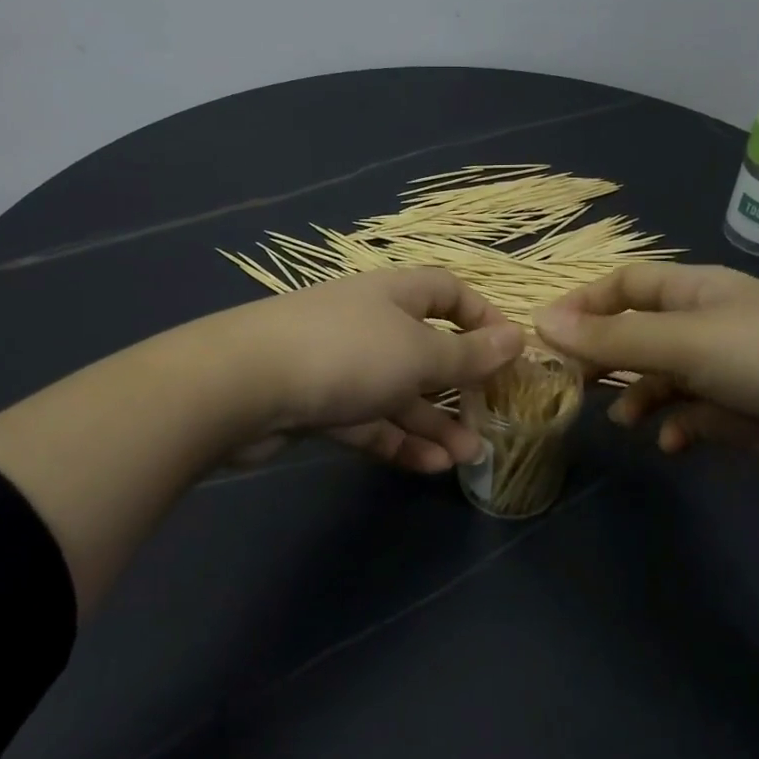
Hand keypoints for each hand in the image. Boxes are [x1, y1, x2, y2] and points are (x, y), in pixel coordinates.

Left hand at [221, 268, 523, 473]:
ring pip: (398, 392)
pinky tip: (428, 465)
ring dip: (433, 423)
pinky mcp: (317, 404)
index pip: (448, 292)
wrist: (242, 386)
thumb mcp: (420, 355)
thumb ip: (469, 355)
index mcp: (394, 295)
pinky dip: (397, 440)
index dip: (482, 317)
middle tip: (490, 420)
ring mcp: (340, 364)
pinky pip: (368, 420)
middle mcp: (368, 323)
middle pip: (425, 349)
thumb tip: (516, 338)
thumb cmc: (347, 354)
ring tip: (466, 456)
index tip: (509, 352)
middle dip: (460, 386)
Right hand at [534, 262, 758, 494]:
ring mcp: (723, 371)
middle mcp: (705, 326)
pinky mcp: (739, 414)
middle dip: (606, 357)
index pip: (627, 285)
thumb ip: (611, 338)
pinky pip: (689, 416)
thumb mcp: (682, 341)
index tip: (547, 334)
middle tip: (571, 384)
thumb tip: (540, 323)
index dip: (585, 304)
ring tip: (624, 419)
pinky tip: (670, 442)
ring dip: (638, 396)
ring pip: (661, 379)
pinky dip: (674, 427)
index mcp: (694, 291)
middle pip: (638, 334)